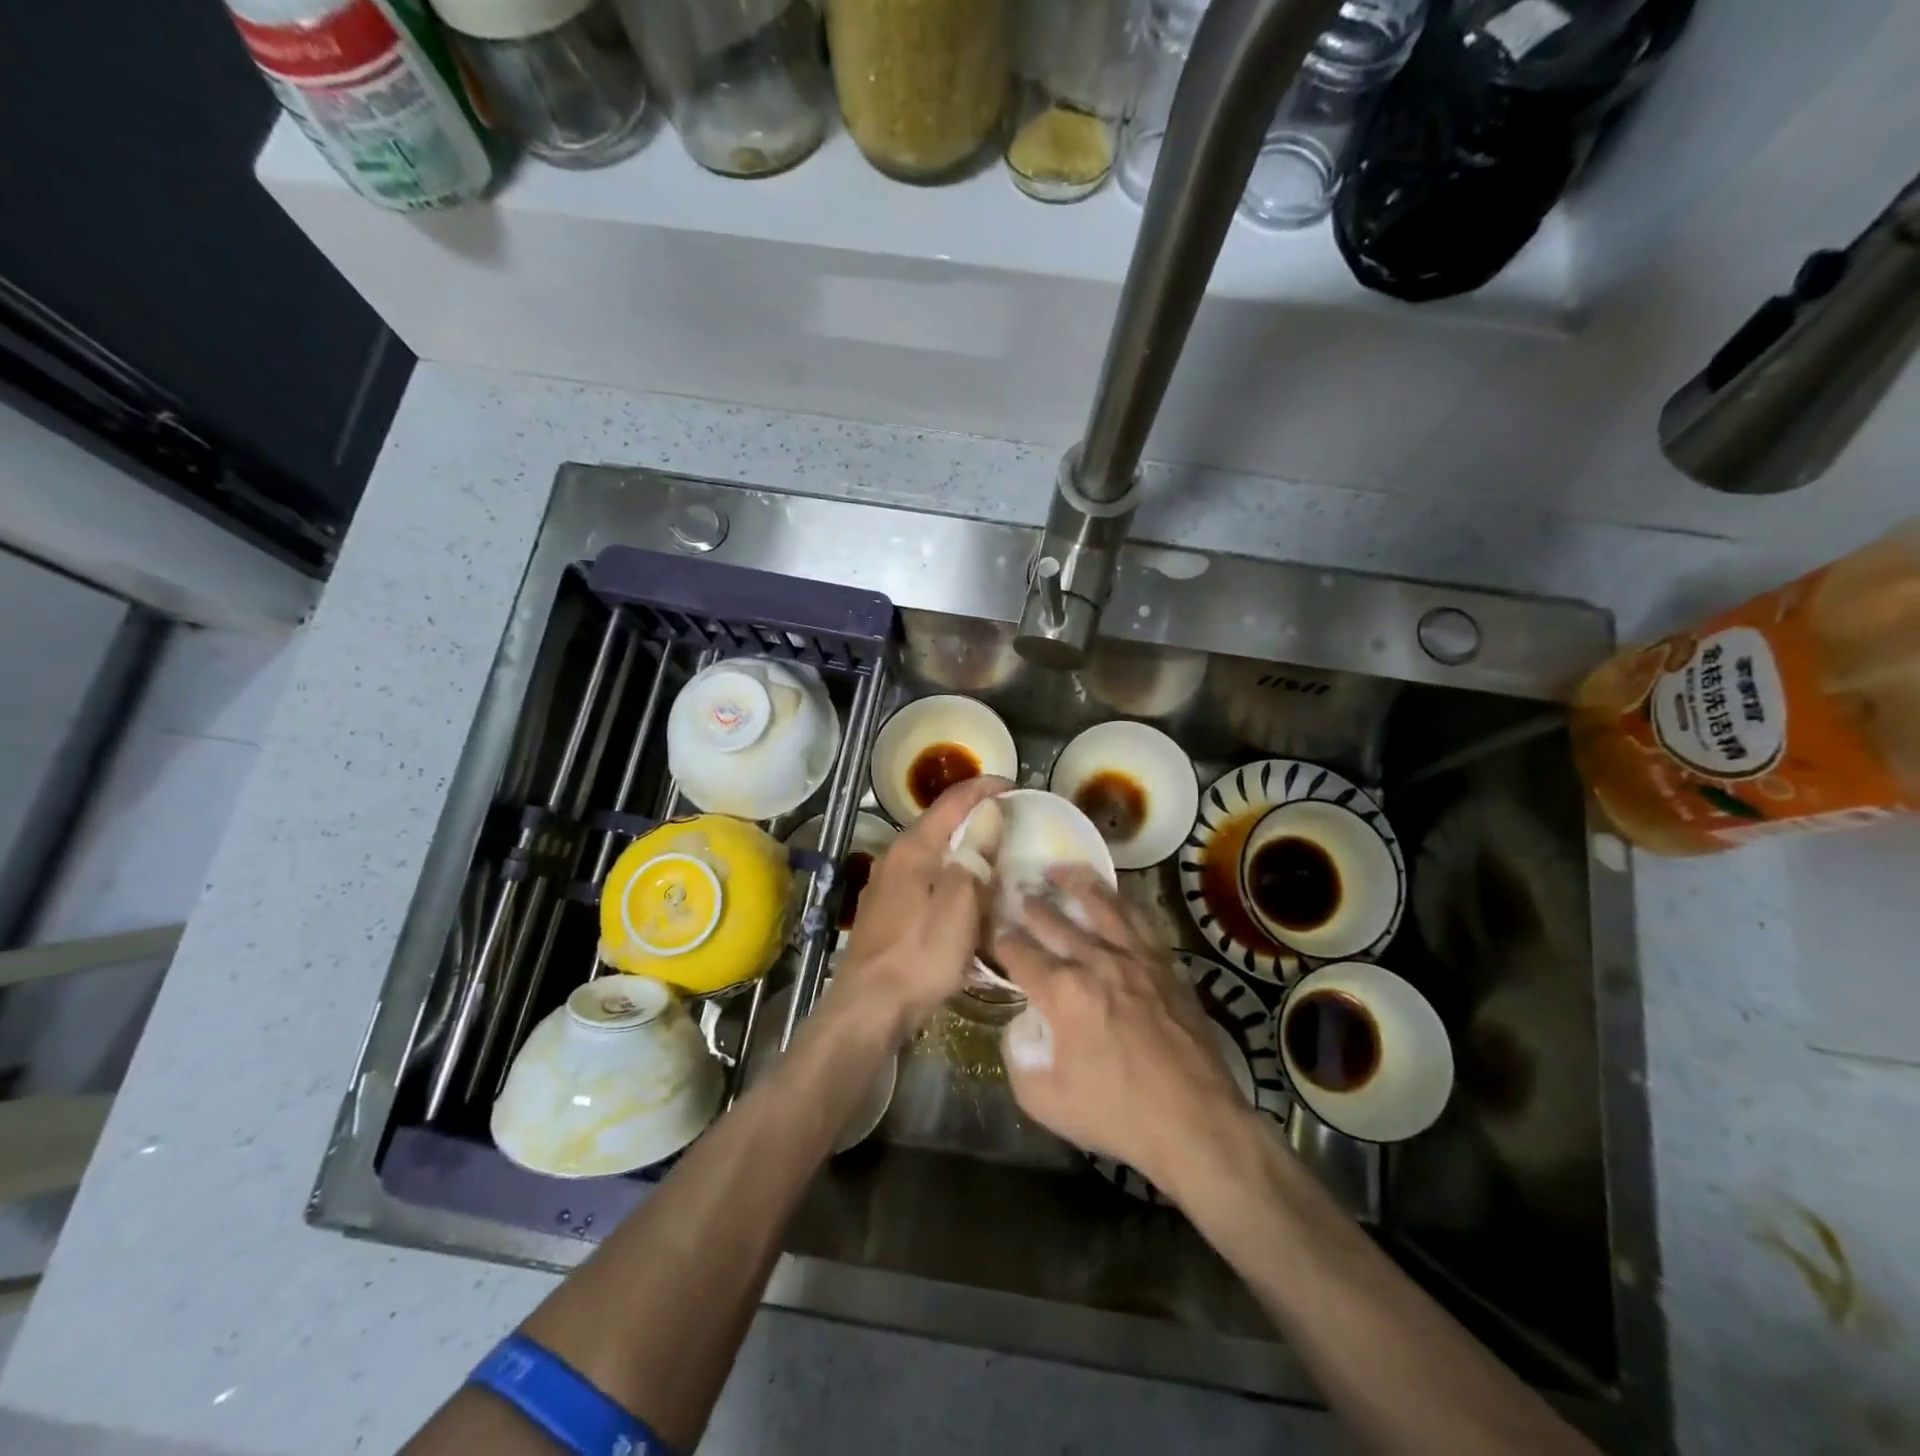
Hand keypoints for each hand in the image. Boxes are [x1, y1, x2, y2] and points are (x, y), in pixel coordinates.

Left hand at [831, 775, 1009, 1043]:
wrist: (870, 1006)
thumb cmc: (921, 953)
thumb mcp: (960, 903)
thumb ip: (976, 854)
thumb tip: (990, 812)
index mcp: (913, 847)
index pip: (953, 801)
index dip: (985, 788)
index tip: (1015, 785)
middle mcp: (895, 857)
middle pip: (940, 825)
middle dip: (976, 820)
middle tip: (1012, 825)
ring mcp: (886, 886)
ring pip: (933, 856)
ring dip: (963, 852)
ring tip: (995, 861)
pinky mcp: (886, 913)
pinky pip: (925, 883)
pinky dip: (949, 881)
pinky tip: (965, 900)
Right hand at [994, 868, 1248, 1189]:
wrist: (1195, 1122)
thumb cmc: (1117, 1113)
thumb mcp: (1043, 1099)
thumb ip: (1018, 1056)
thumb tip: (1020, 1026)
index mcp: (1062, 992)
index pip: (1017, 951)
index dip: (997, 937)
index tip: (988, 927)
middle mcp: (1096, 961)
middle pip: (1053, 920)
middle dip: (1029, 904)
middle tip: (1015, 889)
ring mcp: (1135, 958)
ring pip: (1101, 904)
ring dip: (1076, 883)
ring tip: (1060, 870)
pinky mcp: (1165, 964)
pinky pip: (1141, 919)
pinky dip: (1122, 902)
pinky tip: (1115, 897)